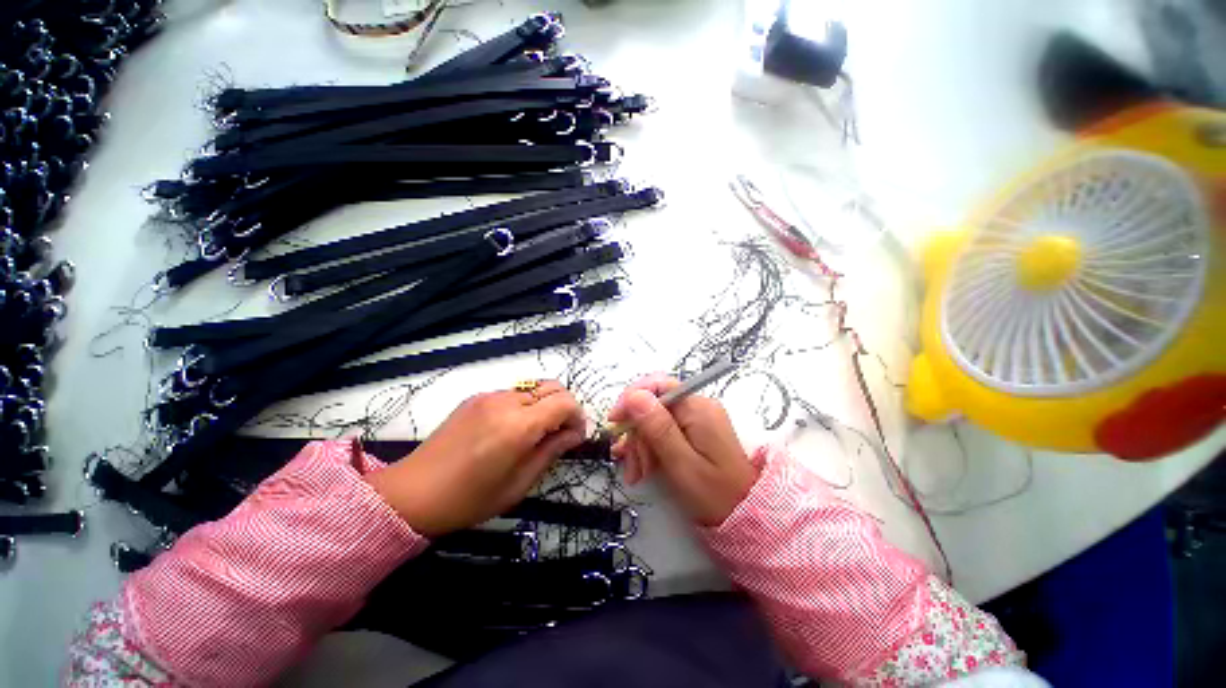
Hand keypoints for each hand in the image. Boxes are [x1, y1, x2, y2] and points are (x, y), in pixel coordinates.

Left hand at [365, 381, 585, 537]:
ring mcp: (489, 396)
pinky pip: (512, 394)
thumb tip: (574, 434)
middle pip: (552, 388)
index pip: (565, 402)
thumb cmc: (470, 499)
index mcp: (519, 426)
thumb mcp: (519, 484)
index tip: (576, 436)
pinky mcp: (476, 398)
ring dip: (544, 406)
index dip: (578, 416)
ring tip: (535, 433)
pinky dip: (524, 406)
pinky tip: (510, 430)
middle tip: (560, 433)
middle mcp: (507, 402)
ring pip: (533, 389)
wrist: (412, 493)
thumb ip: (551, 452)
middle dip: (565, 407)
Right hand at [608, 375, 757, 526]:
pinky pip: (664, 431)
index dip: (632, 399)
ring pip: (655, 420)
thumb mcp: (681, 463)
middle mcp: (697, 407)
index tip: (615, 422)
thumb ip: (658, 428)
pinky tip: (643, 469)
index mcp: (697, 408)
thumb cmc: (715, 494)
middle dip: (637, 433)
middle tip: (630, 465)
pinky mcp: (694, 432)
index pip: (657, 386)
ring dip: (641, 445)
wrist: (746, 516)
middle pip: (654, 406)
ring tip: (636, 474)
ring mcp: (696, 419)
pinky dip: (651, 448)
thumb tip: (634, 395)